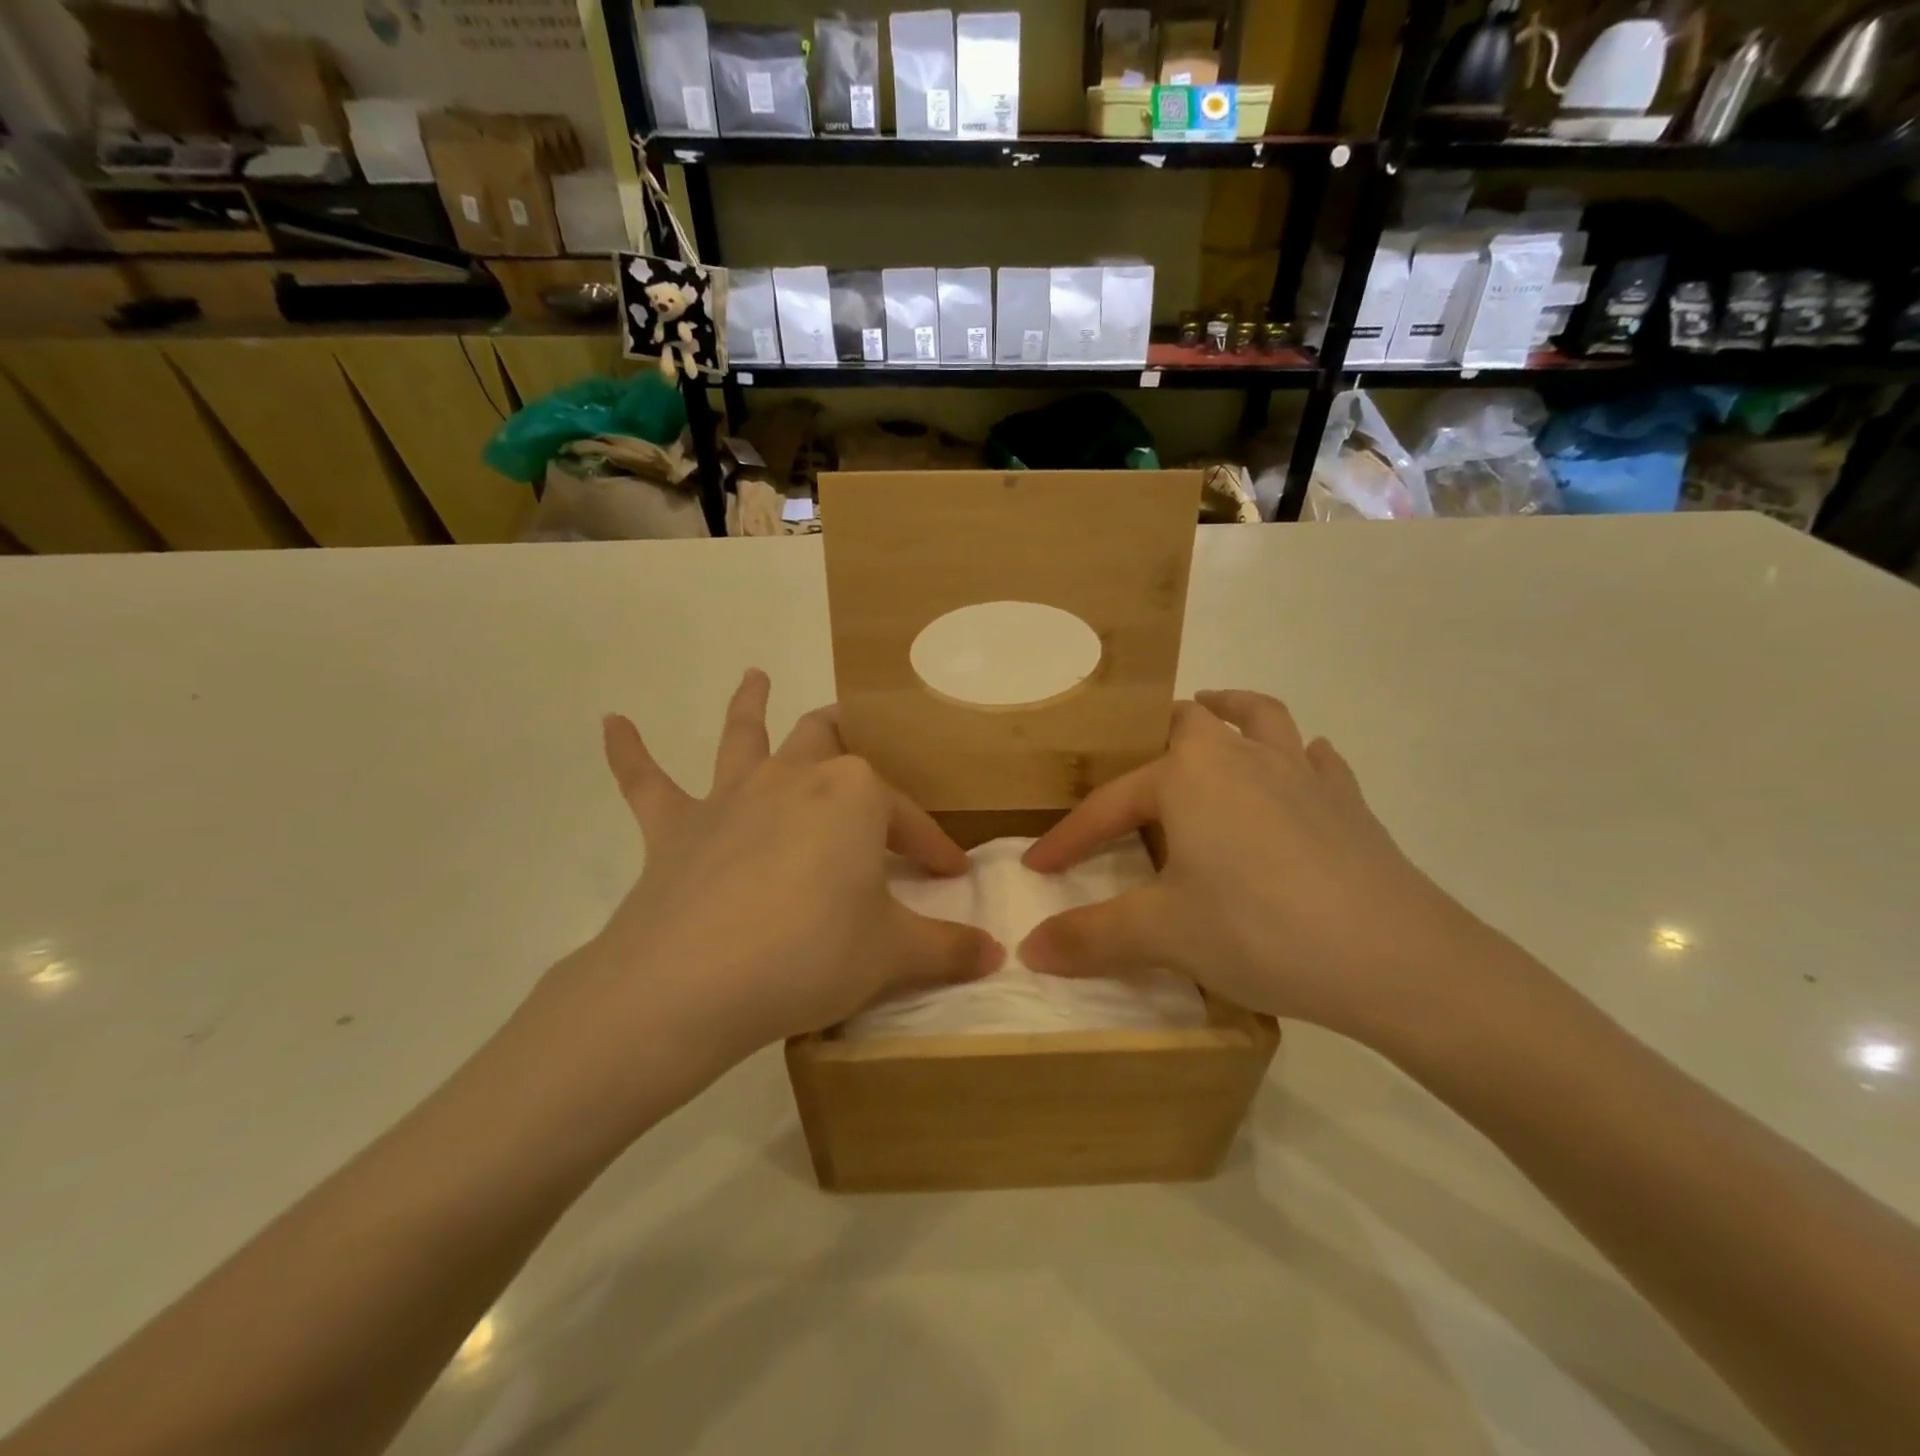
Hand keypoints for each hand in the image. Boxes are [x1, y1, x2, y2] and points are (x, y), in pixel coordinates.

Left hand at [521, 671, 1003, 1117]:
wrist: (692, 984)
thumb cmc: (809, 955)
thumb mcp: (891, 955)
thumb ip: (947, 950)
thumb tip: (998, 955)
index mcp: (853, 795)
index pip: (907, 817)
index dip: (932, 844)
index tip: (950, 873)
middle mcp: (793, 777)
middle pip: (826, 740)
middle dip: (847, 738)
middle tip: (857, 743)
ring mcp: (730, 797)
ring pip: (744, 736)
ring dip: (748, 705)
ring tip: (753, 676)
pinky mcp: (674, 827)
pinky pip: (646, 781)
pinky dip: (629, 753)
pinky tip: (611, 724)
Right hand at [1018, 690, 1496, 1045]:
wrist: (1394, 958)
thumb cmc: (1259, 930)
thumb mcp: (1162, 935)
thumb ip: (1090, 937)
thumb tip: (1029, 949)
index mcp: (1188, 777)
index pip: (1109, 804)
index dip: (1069, 837)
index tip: (1037, 867)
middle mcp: (1241, 757)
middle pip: (1190, 721)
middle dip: (1155, 738)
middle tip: (1135, 770)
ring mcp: (1301, 773)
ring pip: (1259, 717)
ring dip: (1231, 712)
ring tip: (1213, 715)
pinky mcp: (1347, 801)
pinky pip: (1316, 761)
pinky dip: (1298, 759)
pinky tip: (1299, 774)